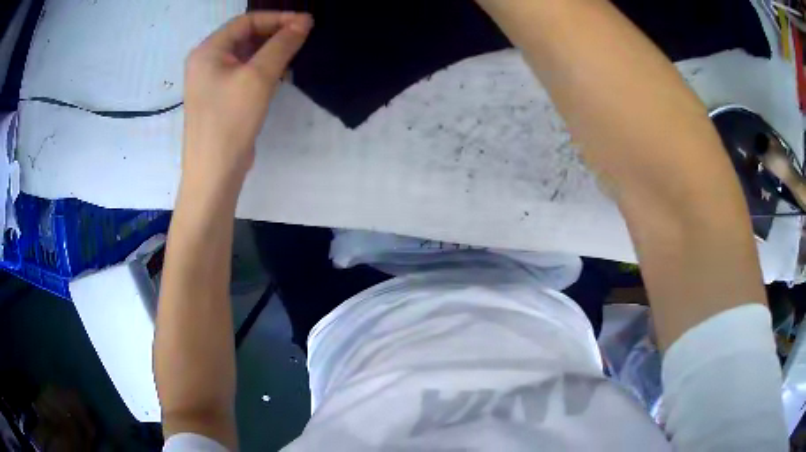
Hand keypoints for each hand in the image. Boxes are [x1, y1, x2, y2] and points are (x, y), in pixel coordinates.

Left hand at [182, 12, 312, 183]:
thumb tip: (305, 21)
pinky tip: (281, 74)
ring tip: (297, 54)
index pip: (246, 21)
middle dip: (275, 34)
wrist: (214, 173)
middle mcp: (206, 61)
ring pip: (246, 54)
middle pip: (245, 35)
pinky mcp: (220, 96)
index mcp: (208, 50)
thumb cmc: (230, 121)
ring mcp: (211, 80)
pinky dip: (262, 68)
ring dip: (271, 51)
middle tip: (304, 38)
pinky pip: (243, 72)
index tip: (307, 23)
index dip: (278, 18)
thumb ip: (282, 45)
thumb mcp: (259, 77)